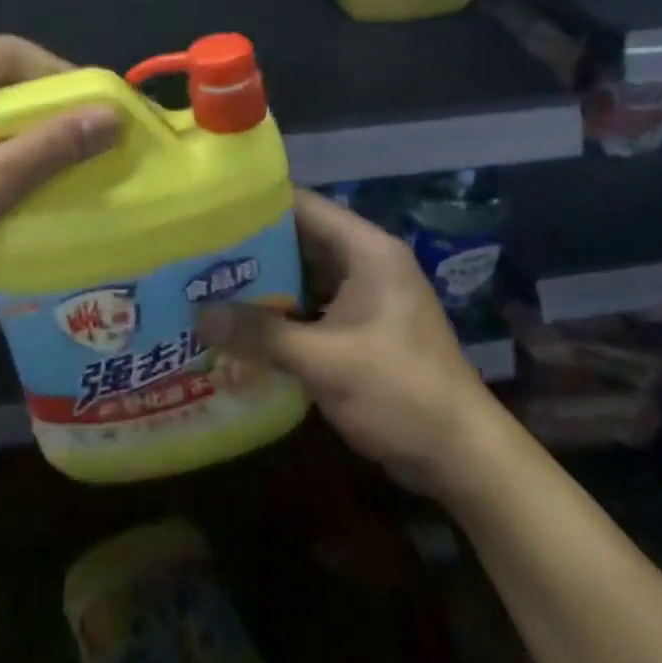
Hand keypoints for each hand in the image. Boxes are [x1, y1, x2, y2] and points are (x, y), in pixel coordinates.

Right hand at [199, 189, 503, 499]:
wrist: (464, 458)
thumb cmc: (401, 393)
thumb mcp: (325, 361)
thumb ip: (261, 334)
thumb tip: (198, 317)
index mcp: (365, 249)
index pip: (301, 205)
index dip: (255, 205)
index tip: (208, 212)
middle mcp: (364, 262)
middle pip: (297, 239)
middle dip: (250, 249)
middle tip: (197, 254)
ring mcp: (363, 296)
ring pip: (301, 275)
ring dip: (262, 284)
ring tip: (206, 286)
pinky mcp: (360, 328)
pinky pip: (310, 307)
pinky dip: (279, 313)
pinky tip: (240, 325)